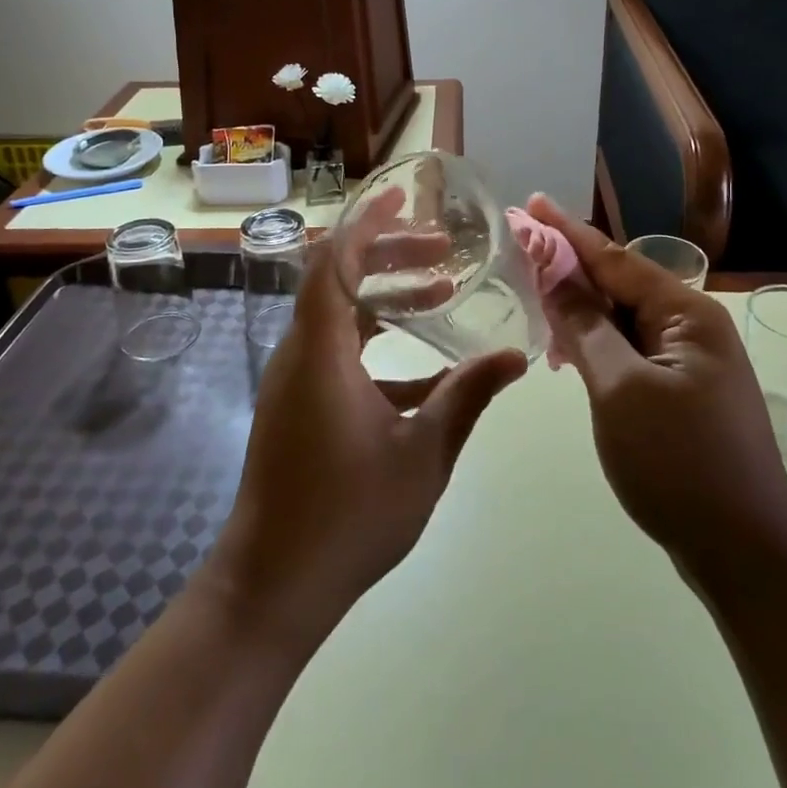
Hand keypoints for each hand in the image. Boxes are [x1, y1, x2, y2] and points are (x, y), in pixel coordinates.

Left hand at [209, 189, 527, 647]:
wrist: (271, 587)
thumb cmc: (347, 516)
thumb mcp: (422, 453)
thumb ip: (467, 397)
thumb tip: (515, 356)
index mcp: (321, 351)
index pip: (333, 260)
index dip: (366, 223)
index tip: (402, 200)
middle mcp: (300, 353)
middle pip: (337, 279)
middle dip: (388, 256)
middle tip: (442, 251)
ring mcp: (294, 381)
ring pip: (338, 316)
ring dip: (384, 298)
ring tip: (440, 292)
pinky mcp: (297, 406)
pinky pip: (337, 353)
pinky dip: (377, 344)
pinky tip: (427, 372)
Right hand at [526, 196, 786, 590]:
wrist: (746, 556)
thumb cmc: (680, 464)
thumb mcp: (620, 389)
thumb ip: (585, 327)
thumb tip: (555, 275)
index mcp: (687, 315)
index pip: (615, 259)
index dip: (566, 232)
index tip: (530, 203)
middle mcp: (693, 329)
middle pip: (620, 285)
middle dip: (570, 270)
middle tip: (520, 254)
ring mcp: (690, 364)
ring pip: (623, 321)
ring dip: (580, 312)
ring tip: (535, 303)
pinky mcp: (682, 395)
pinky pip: (630, 353)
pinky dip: (597, 347)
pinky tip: (568, 354)